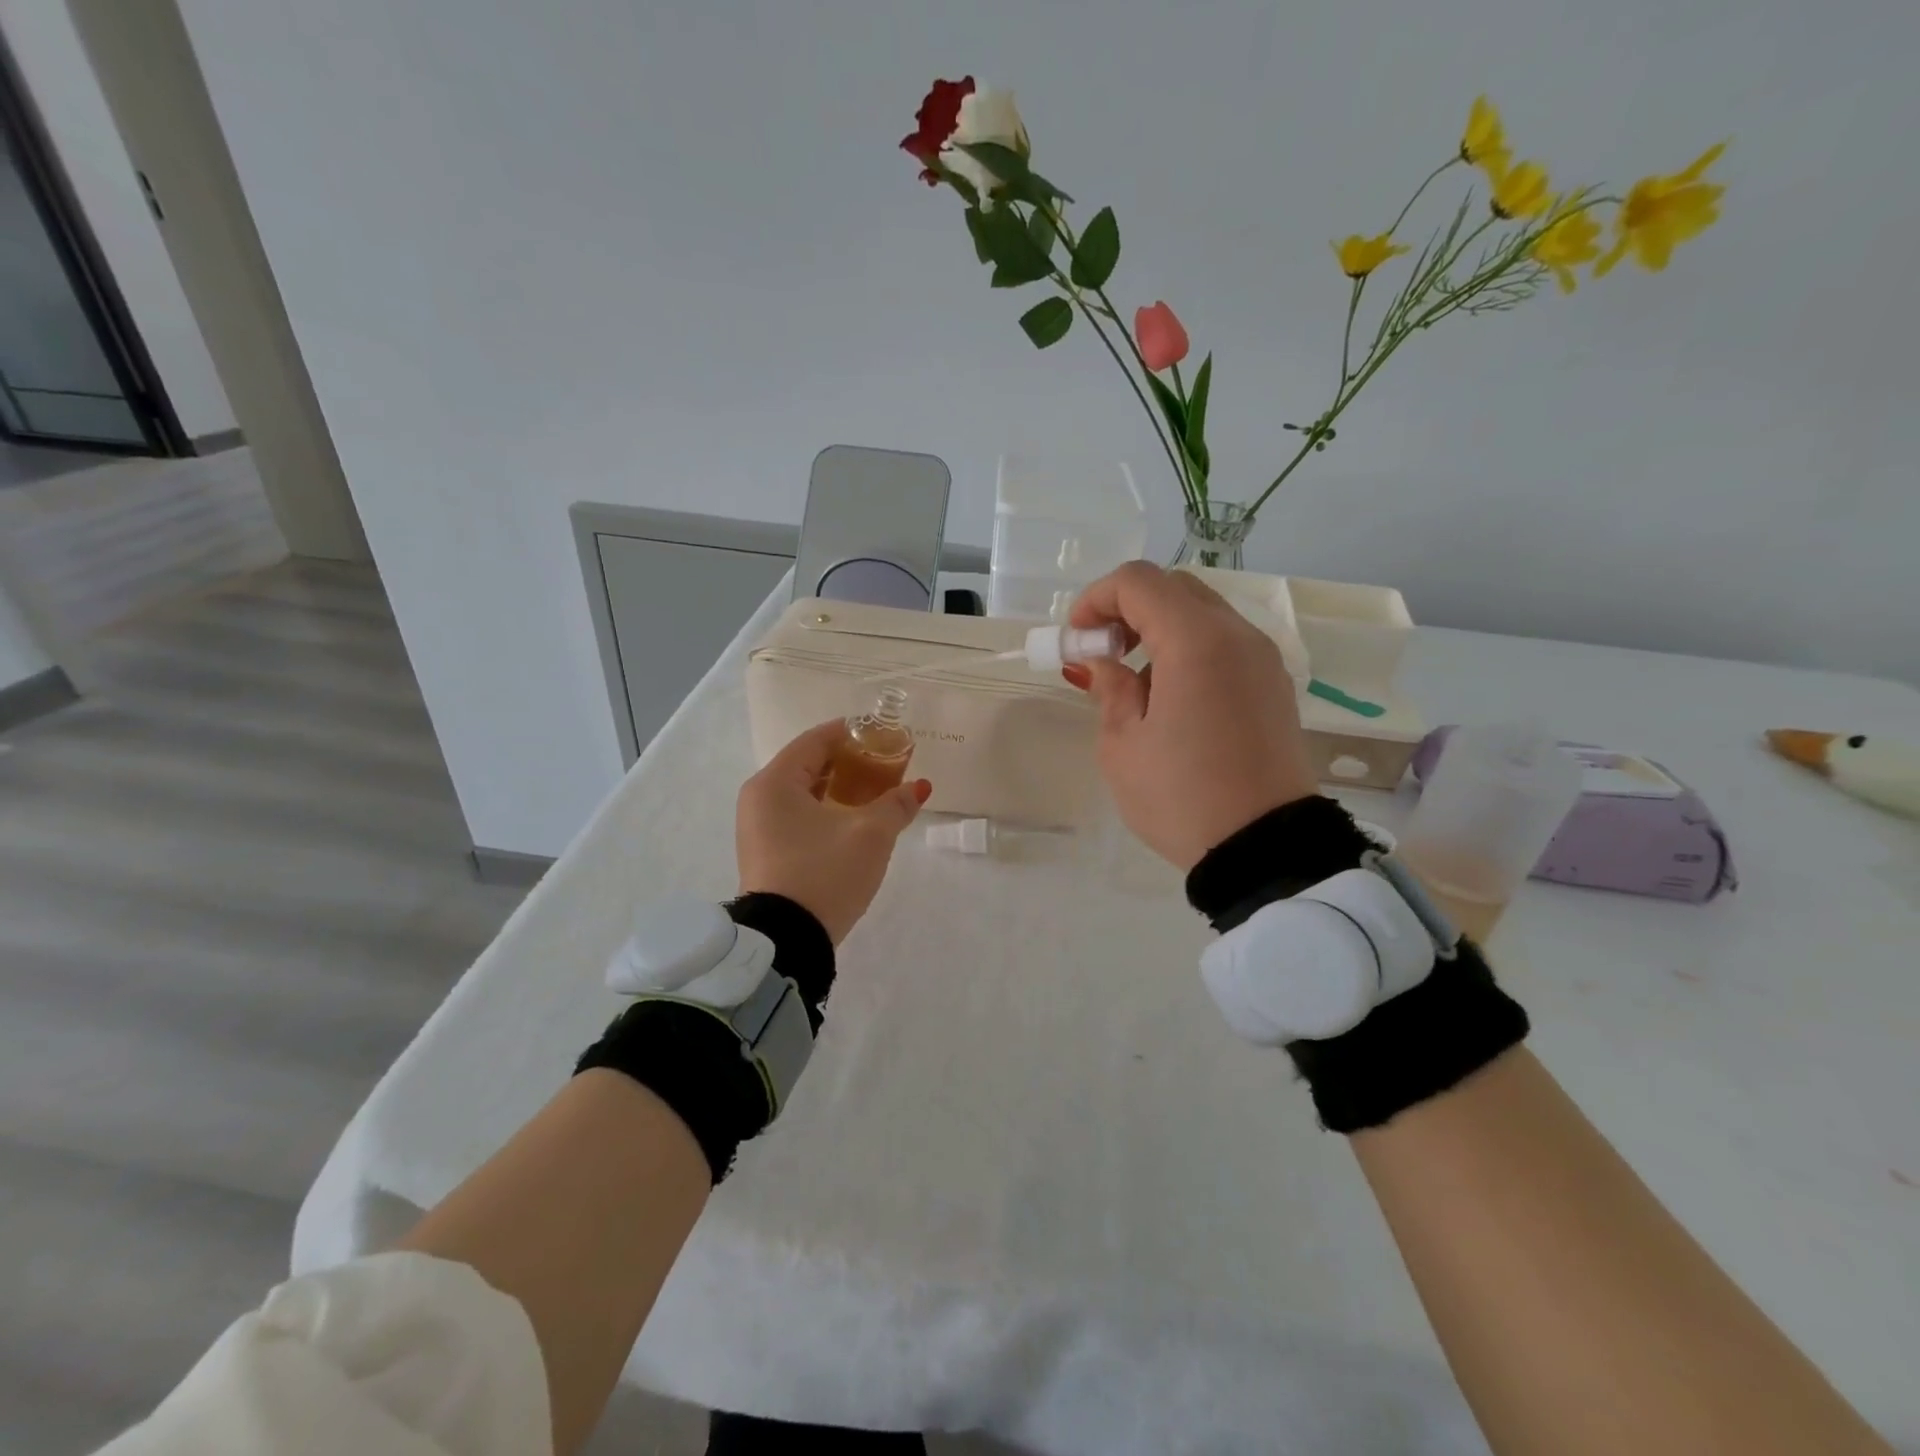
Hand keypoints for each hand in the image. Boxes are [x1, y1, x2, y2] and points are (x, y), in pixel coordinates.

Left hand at [736, 720, 931, 943]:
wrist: (787, 941)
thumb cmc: (825, 873)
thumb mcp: (870, 835)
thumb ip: (896, 804)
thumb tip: (919, 788)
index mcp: (775, 782)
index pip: (815, 740)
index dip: (851, 732)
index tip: (883, 733)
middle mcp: (759, 798)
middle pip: (809, 764)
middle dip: (849, 761)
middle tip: (886, 763)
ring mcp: (759, 828)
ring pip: (804, 793)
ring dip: (840, 788)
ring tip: (877, 791)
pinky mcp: (767, 853)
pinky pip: (798, 816)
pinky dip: (826, 810)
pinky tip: (855, 820)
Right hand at [1067, 562, 1316, 869]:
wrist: (1265, 849)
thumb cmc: (1181, 798)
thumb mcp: (1123, 746)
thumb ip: (1110, 689)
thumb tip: (1102, 662)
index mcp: (1196, 642)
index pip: (1139, 582)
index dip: (1096, 598)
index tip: (1077, 639)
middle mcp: (1238, 635)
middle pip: (1175, 588)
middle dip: (1128, 608)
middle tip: (1102, 652)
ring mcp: (1263, 659)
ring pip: (1203, 613)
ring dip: (1159, 628)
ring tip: (1134, 681)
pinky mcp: (1275, 685)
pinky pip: (1225, 643)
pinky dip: (1189, 648)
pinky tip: (1171, 696)